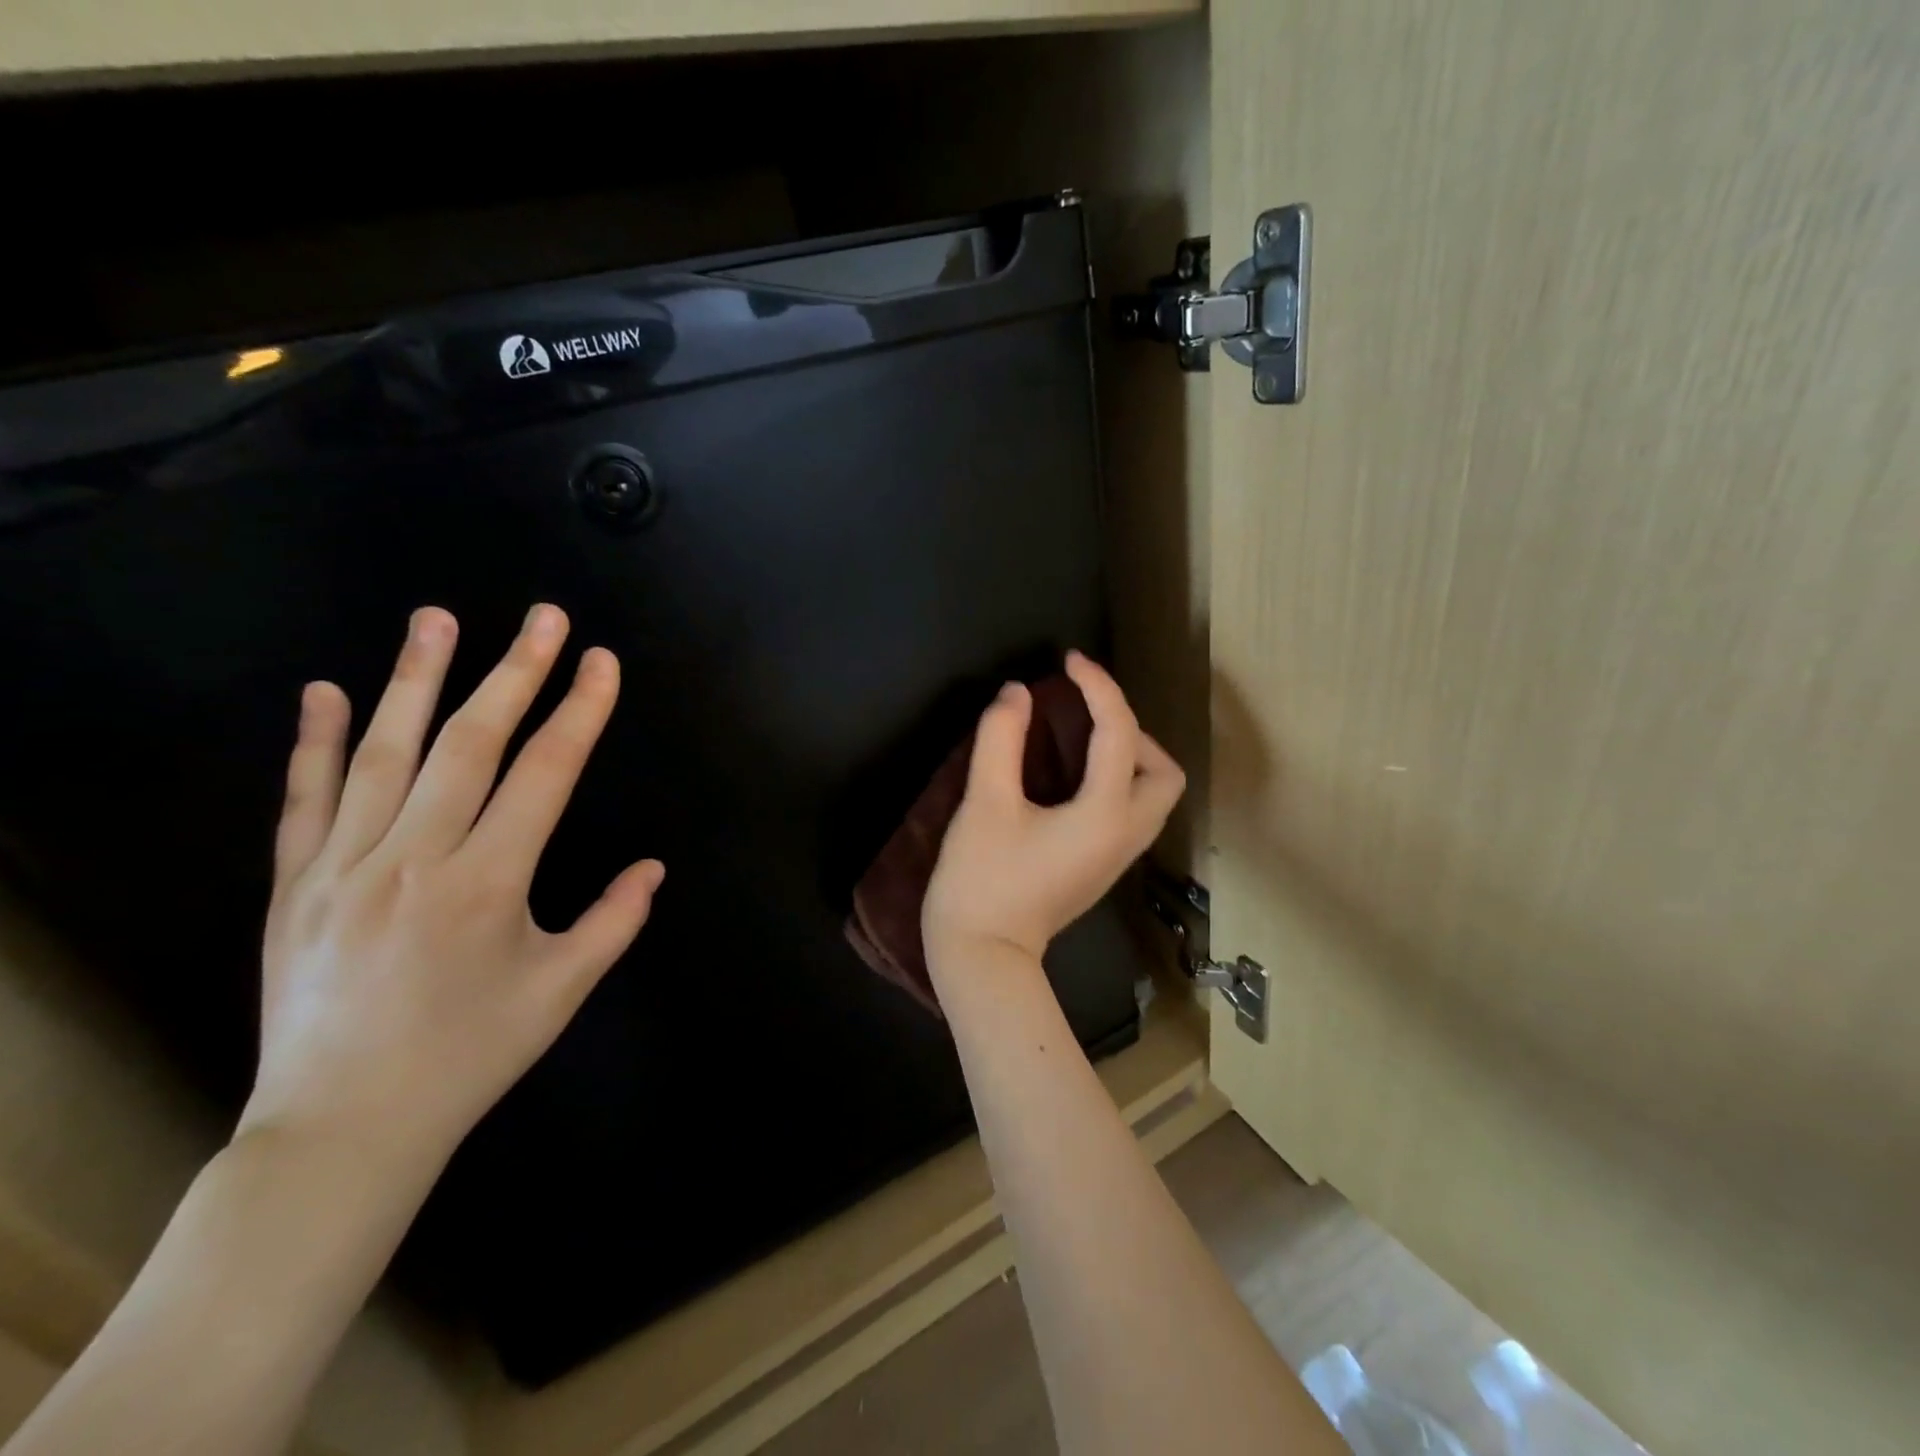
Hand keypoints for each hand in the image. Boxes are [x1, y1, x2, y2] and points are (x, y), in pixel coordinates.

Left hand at [241, 604, 663, 1174]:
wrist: (342, 1128)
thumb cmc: (469, 1056)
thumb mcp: (561, 992)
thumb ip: (614, 922)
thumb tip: (654, 868)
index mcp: (488, 884)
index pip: (546, 774)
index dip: (580, 712)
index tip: (601, 662)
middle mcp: (415, 859)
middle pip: (470, 743)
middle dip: (515, 672)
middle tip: (543, 616)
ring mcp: (344, 867)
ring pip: (385, 754)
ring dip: (416, 679)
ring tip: (437, 618)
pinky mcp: (295, 886)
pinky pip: (305, 800)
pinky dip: (317, 741)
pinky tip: (327, 690)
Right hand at [923, 651, 1184, 971]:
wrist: (983, 956)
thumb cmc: (981, 880)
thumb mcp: (984, 803)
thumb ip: (1000, 740)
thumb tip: (1017, 693)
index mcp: (1105, 814)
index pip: (1119, 733)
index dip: (1098, 687)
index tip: (1069, 662)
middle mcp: (1126, 834)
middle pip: (1164, 771)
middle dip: (1132, 731)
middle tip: (1084, 717)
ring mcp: (1119, 857)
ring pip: (1153, 794)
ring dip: (1129, 756)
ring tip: (1080, 740)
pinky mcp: (1103, 868)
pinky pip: (1132, 811)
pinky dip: (1117, 781)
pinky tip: (1073, 776)